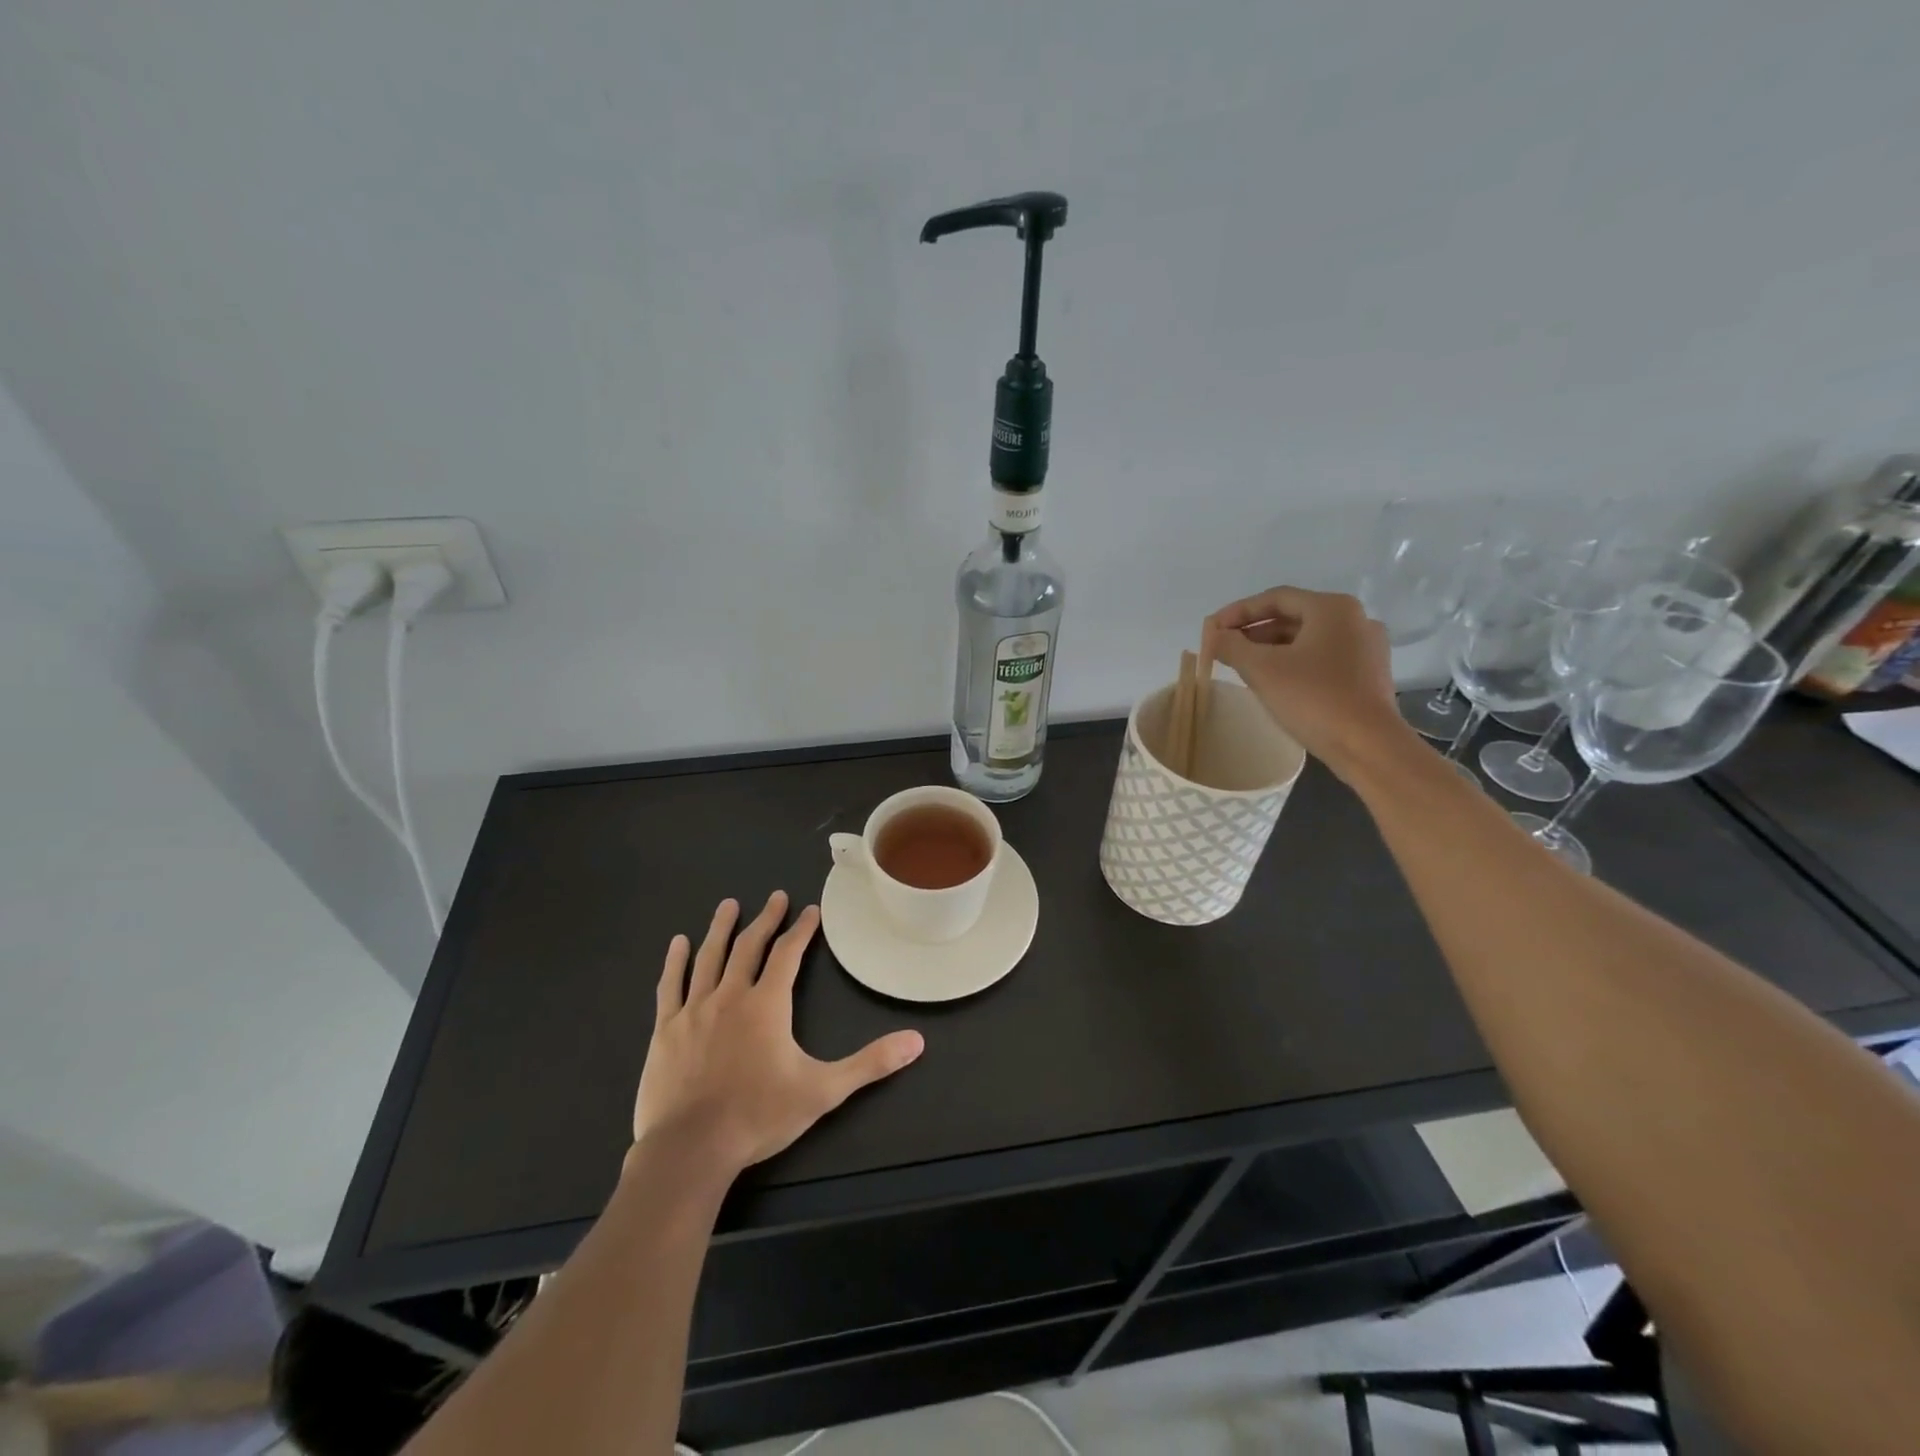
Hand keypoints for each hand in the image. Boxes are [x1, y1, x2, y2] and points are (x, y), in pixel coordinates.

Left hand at [633, 892, 924, 1180]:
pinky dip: (675, 962)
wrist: (691, 1149)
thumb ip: (870, 1063)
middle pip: (749, 946)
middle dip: (765, 919)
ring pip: (709, 957)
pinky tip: (678, 943)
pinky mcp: (666, 1030)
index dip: (801, 930)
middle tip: (775, 897)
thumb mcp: (823, 1090)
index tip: (810, 911)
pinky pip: (671, 986)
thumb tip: (916, 1041)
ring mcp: (694, 1010)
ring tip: (728, 905)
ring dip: (720, 929)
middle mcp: (731, 995)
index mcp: (767, 1004)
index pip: (787, 954)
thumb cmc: (759, 1116)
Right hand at [1207, 586, 1412, 779]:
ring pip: (1307, 639)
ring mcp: (1365, 648)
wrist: (1368, 746)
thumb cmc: (1314, 698)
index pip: (1275, 598)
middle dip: (1253, 631)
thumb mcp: (1261, 669)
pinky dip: (1293, 663)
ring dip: (1271, 648)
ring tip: (1242, 665)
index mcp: (1333, 608)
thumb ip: (1231, 646)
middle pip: (1292, 617)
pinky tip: (1274, 682)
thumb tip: (1213, 635)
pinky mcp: (1367, 675)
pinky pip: (1322, 658)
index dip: (1238, 611)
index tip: (1212, 629)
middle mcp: (1354, 620)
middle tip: (1224, 648)